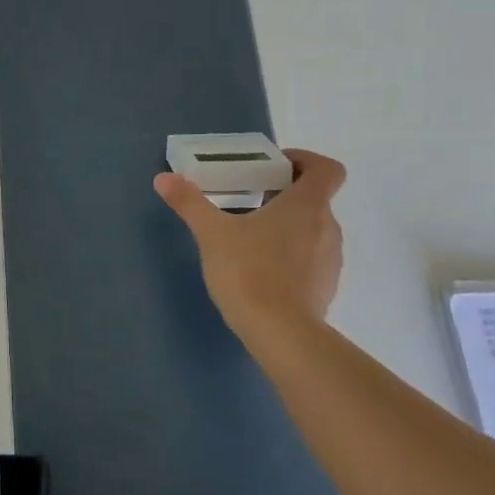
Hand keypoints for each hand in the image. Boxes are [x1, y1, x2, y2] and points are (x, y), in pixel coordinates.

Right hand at [153, 148, 347, 345]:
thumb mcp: (211, 233)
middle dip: (283, 194)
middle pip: (315, 198)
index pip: (327, 169)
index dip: (306, 160)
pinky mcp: (325, 287)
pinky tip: (259, 269)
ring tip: (249, 236)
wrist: (281, 333)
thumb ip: (189, 202)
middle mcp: (327, 227)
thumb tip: (164, 178)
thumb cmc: (249, 272)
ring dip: (287, 225)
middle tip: (248, 199)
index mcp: (307, 206)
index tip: (275, 167)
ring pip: (312, 229)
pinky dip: (290, 254)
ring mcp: (331, 259)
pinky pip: (311, 258)